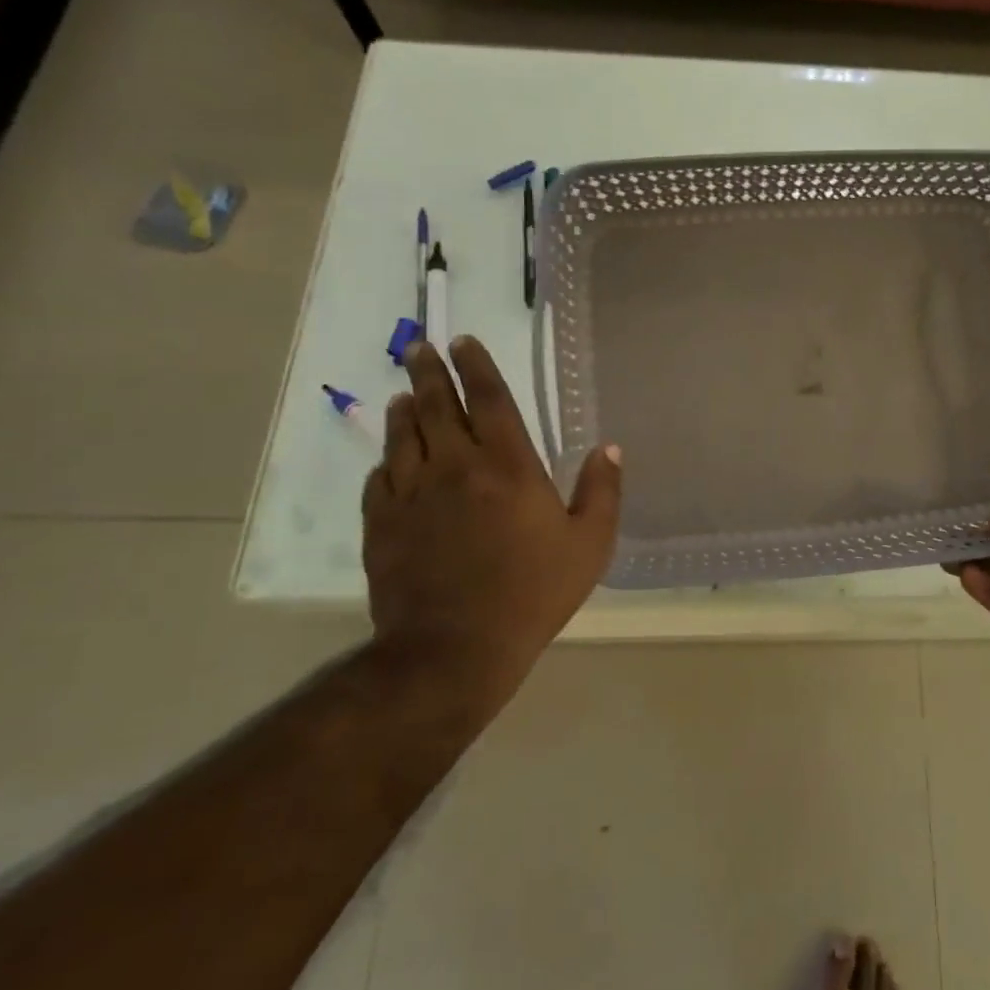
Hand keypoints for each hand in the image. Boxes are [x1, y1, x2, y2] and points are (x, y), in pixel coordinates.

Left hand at [362, 338, 620, 713]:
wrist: (454, 648)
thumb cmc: (532, 593)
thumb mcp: (590, 545)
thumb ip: (602, 491)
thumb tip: (610, 448)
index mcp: (508, 466)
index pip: (488, 398)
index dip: (476, 366)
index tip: (464, 341)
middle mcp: (455, 466)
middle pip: (436, 405)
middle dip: (430, 372)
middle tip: (421, 349)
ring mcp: (412, 493)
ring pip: (402, 435)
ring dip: (404, 409)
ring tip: (404, 394)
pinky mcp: (382, 523)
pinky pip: (380, 478)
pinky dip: (386, 460)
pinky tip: (389, 459)